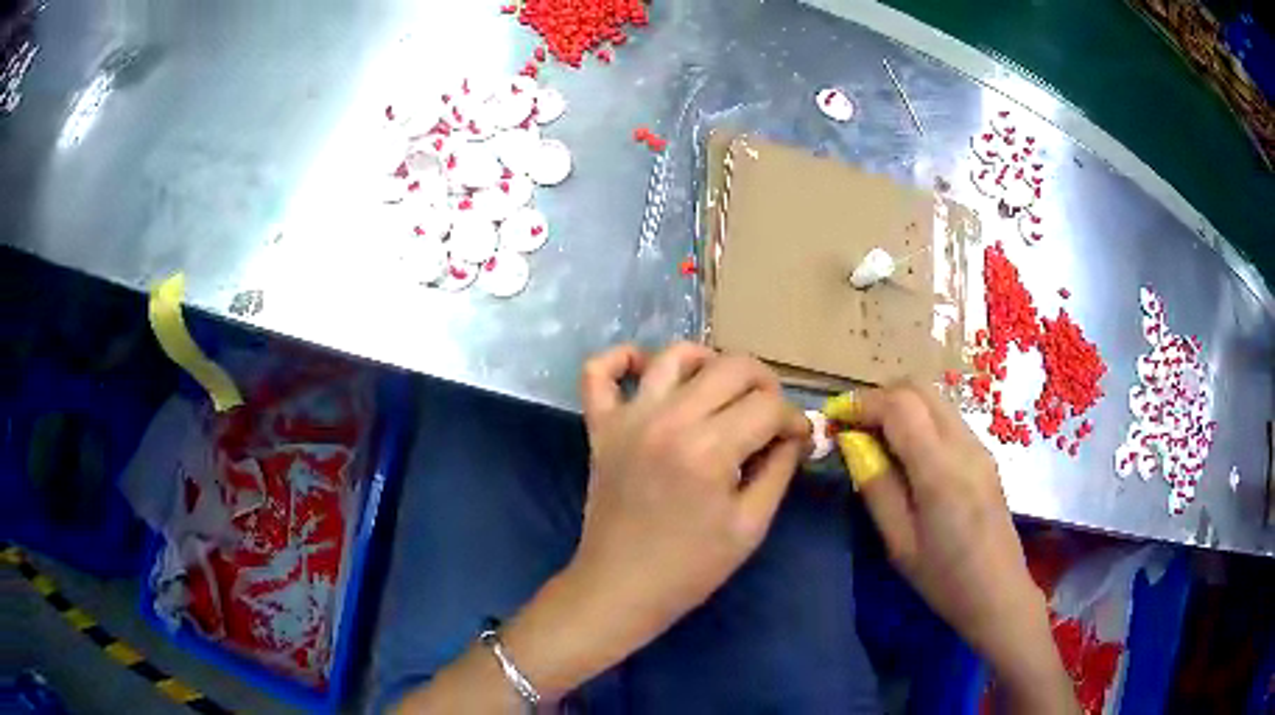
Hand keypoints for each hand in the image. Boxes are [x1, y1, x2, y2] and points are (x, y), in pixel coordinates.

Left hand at [567, 343, 809, 652]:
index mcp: (710, 449)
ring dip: (709, 362)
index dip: (794, 420)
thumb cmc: (691, 566)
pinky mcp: (601, 427)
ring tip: (723, 390)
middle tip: (770, 416)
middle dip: (765, 385)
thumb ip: (779, 470)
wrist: (621, 587)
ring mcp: (629, 419)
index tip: (798, 439)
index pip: (768, 406)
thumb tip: (794, 434)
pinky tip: (645, 369)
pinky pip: (598, 372)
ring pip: (675, 355)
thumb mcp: (750, 525)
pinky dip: (621, 359)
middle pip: (731, 367)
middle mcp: (669, 420)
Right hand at [841, 383, 1076, 712]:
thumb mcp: (898, 541)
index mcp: (940, 469)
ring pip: (935, 398)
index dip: (861, 403)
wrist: (998, 592)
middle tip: (853, 424)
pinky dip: (920, 418)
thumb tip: (853, 444)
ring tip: (875, 436)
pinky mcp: (985, 455)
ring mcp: (979, 446)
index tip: (834, 419)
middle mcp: (963, 444)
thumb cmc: (943, 578)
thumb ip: (876, 486)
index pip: (899, 406)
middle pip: (919, 388)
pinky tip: (907, 451)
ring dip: (901, 404)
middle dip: (880, 395)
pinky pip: (947, 418)